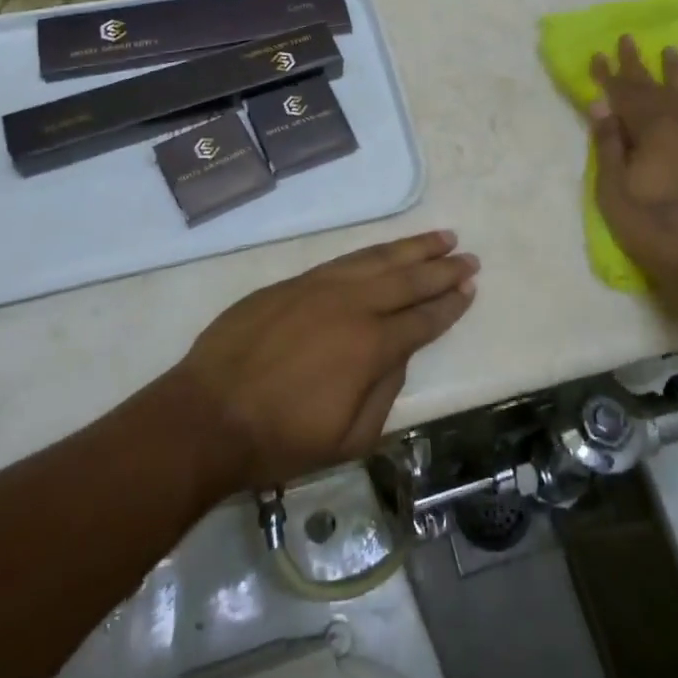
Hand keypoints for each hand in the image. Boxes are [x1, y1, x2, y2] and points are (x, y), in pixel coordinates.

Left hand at [176, 231, 478, 490]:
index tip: (470, 289)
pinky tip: (385, 251)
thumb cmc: (280, 439)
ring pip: (376, 259)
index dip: (449, 305)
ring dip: (412, 248)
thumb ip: (384, 393)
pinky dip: (371, 253)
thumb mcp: (349, 439)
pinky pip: (343, 260)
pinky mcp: (292, 283)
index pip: (422, 319)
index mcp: (370, 346)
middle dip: (442, 269)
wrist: (207, 416)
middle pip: (407, 280)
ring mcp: (319, 287)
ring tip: (440, 238)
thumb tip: (398, 356)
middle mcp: (351, 306)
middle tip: (468, 256)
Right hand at [589, 36, 677, 291]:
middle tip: (627, 39)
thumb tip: (600, 104)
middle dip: (637, 65)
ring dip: (677, 73)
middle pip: (655, 88)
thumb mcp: (613, 192)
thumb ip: (608, 144)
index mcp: (650, 131)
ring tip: (670, 50)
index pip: (623, 94)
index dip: (608, 75)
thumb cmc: (653, 229)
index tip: (597, 55)